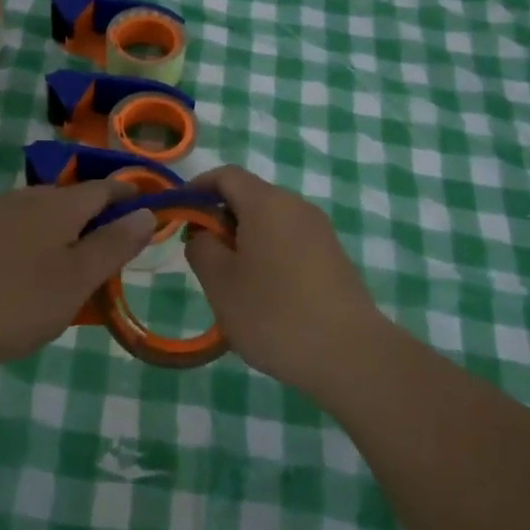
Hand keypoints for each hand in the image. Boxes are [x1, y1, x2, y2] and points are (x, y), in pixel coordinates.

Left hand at [0, 181, 155, 379]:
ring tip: (63, 265)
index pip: (103, 188)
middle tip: (106, 249)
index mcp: (58, 205)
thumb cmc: (12, 299)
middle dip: (91, 217)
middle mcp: (24, 198)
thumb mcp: (75, 280)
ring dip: (56, 232)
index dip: (127, 194)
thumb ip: (113, 245)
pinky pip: (7, 232)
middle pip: (68, 199)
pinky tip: (15, 275)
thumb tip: (146, 211)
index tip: (145, 203)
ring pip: (35, 215)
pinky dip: (25, 245)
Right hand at [186, 166, 389, 398]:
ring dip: (245, 240)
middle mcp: (296, 206)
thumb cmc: (275, 314)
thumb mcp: (220, 283)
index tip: (179, 215)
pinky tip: (266, 296)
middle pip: (249, 196)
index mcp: (266, 203)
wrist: (350, 354)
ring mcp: (320, 230)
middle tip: (204, 258)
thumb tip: (204, 234)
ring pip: (270, 221)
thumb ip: (201, 248)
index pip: (226, 175)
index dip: (197, 188)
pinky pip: (291, 241)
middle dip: (220, 219)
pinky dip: (269, 254)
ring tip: (233, 283)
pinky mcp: (334, 256)